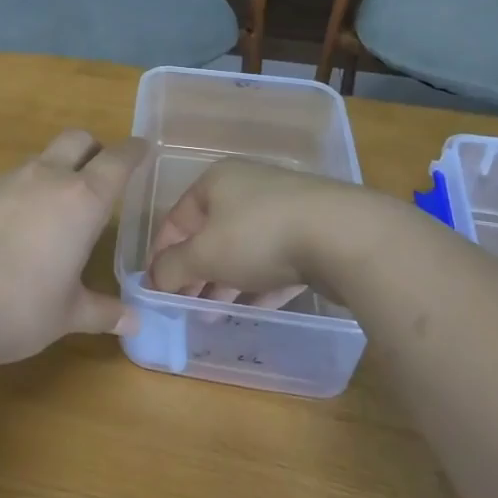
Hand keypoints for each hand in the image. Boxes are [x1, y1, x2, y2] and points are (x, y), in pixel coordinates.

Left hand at [0, 129, 145, 364]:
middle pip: (76, 140)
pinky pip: (8, 180)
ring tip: (55, 208)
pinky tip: (13, 227)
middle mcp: (45, 178)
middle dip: (93, 148)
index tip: (142, 148)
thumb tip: (135, 322)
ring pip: (40, 159)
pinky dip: (21, 192)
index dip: (133, 152)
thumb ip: (103, 311)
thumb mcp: (68, 314)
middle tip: (100, 172)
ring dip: (54, 171)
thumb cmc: (20, 308)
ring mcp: (5, 181)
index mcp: (81, 200)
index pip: (117, 161)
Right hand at [148, 159, 349, 305]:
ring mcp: (285, 209)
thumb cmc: (258, 236)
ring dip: (225, 282)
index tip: (155, 288)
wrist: (344, 236)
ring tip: (213, 315)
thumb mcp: (204, 255)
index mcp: (216, 182)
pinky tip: (252, 309)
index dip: (161, 254)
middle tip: (185, 306)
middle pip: (211, 235)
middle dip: (195, 273)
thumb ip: (172, 268)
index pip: (176, 219)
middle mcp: (247, 188)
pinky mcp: (314, 233)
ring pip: (244, 249)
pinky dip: (259, 284)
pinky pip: (276, 260)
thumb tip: (153, 281)